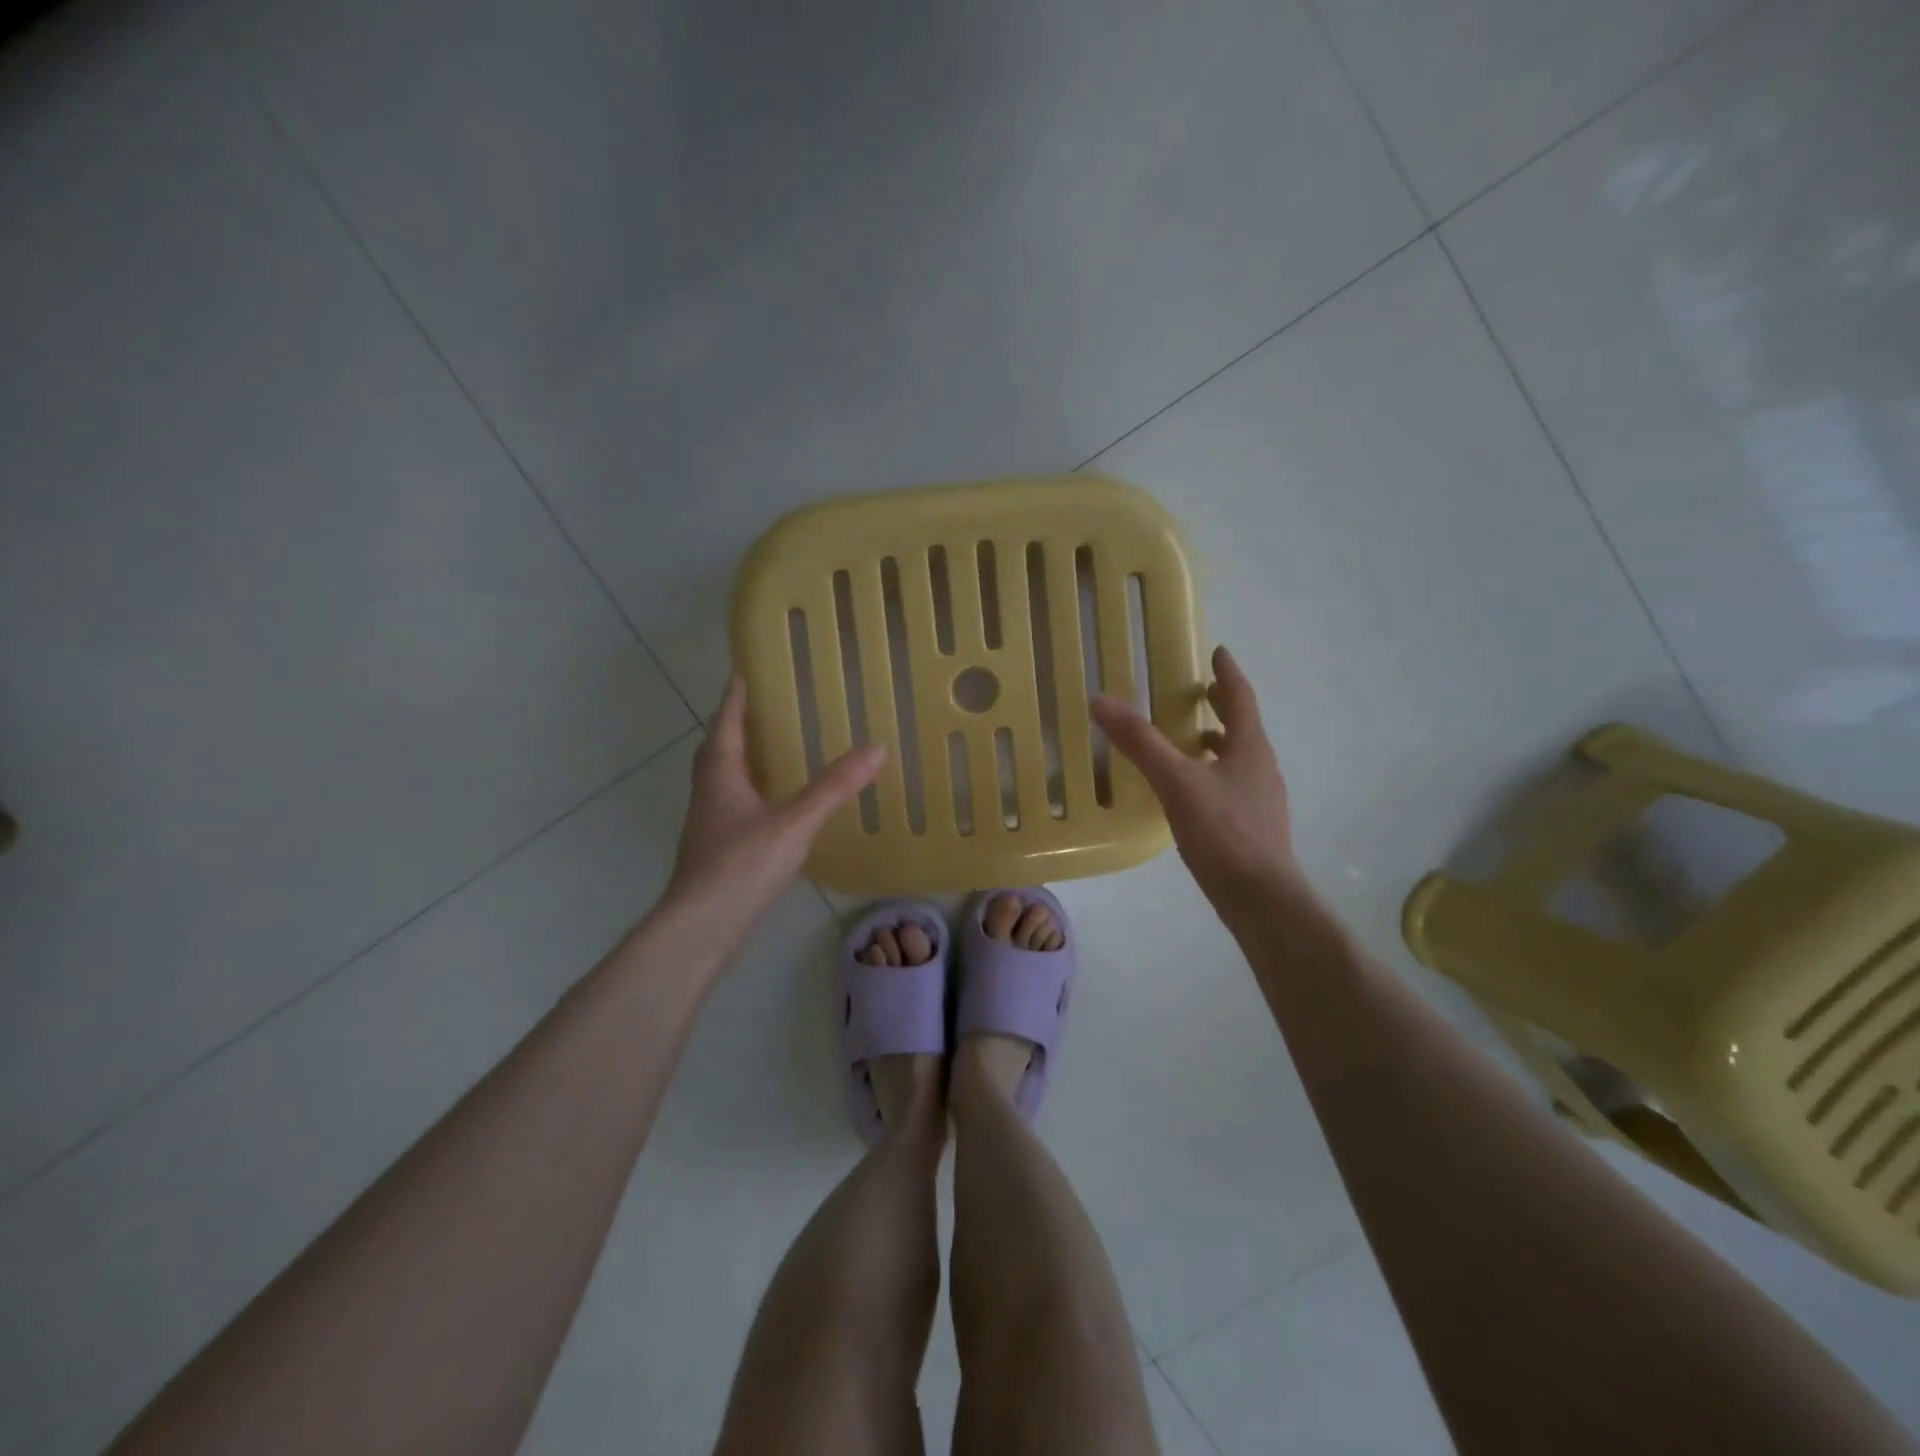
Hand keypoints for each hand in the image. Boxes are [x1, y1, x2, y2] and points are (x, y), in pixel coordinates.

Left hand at [665, 675, 884, 932]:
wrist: (701, 928)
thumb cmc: (741, 865)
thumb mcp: (795, 822)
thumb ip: (834, 787)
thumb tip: (876, 748)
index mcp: (721, 774)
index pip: (726, 722)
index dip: (734, 697)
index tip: (742, 672)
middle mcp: (709, 792)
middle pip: (718, 748)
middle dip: (735, 725)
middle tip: (760, 708)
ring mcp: (709, 824)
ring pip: (722, 779)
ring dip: (740, 759)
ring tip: (770, 749)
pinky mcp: (715, 850)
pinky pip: (732, 805)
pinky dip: (749, 792)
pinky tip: (772, 804)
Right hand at [1091, 644, 1304, 916]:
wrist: (1260, 897)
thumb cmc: (1223, 832)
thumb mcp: (1176, 782)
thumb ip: (1140, 742)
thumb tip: (1101, 701)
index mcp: (1250, 747)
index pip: (1241, 698)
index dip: (1228, 673)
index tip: (1218, 652)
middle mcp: (1261, 767)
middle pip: (1244, 726)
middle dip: (1222, 707)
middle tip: (1199, 693)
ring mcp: (1261, 799)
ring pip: (1239, 757)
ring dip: (1218, 741)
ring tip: (1190, 740)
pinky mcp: (1254, 826)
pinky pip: (1233, 784)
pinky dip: (1214, 772)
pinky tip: (1191, 791)